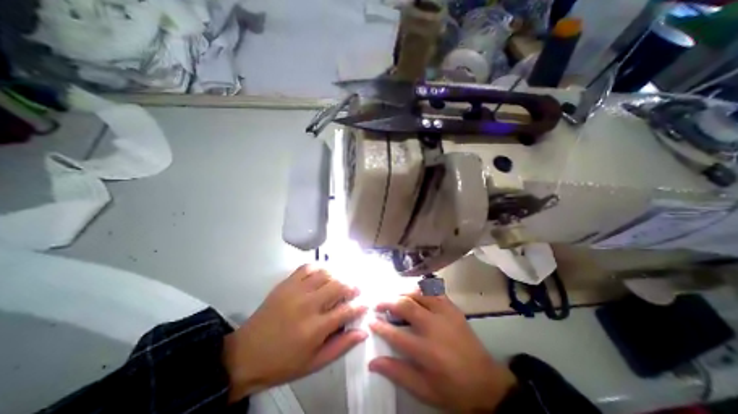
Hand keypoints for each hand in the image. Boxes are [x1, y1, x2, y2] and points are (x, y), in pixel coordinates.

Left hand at [221, 265, 365, 400]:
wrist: (246, 354)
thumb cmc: (283, 362)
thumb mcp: (315, 363)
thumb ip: (341, 346)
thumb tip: (363, 333)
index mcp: (315, 328)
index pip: (346, 310)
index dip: (360, 305)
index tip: (365, 303)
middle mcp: (308, 305)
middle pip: (338, 286)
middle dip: (352, 286)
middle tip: (356, 290)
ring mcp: (296, 291)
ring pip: (325, 274)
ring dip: (338, 276)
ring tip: (341, 282)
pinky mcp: (286, 284)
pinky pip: (307, 268)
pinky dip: (319, 267)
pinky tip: (323, 273)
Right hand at [368, 293, 513, 411]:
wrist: (487, 383)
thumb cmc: (453, 389)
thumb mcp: (424, 390)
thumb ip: (397, 373)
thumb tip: (373, 362)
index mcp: (426, 350)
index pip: (395, 334)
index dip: (380, 326)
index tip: (371, 320)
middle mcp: (434, 326)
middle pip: (405, 306)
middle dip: (388, 302)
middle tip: (378, 304)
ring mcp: (445, 314)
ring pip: (419, 293)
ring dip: (403, 293)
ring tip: (394, 297)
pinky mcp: (453, 308)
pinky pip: (434, 291)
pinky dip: (421, 288)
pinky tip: (415, 292)